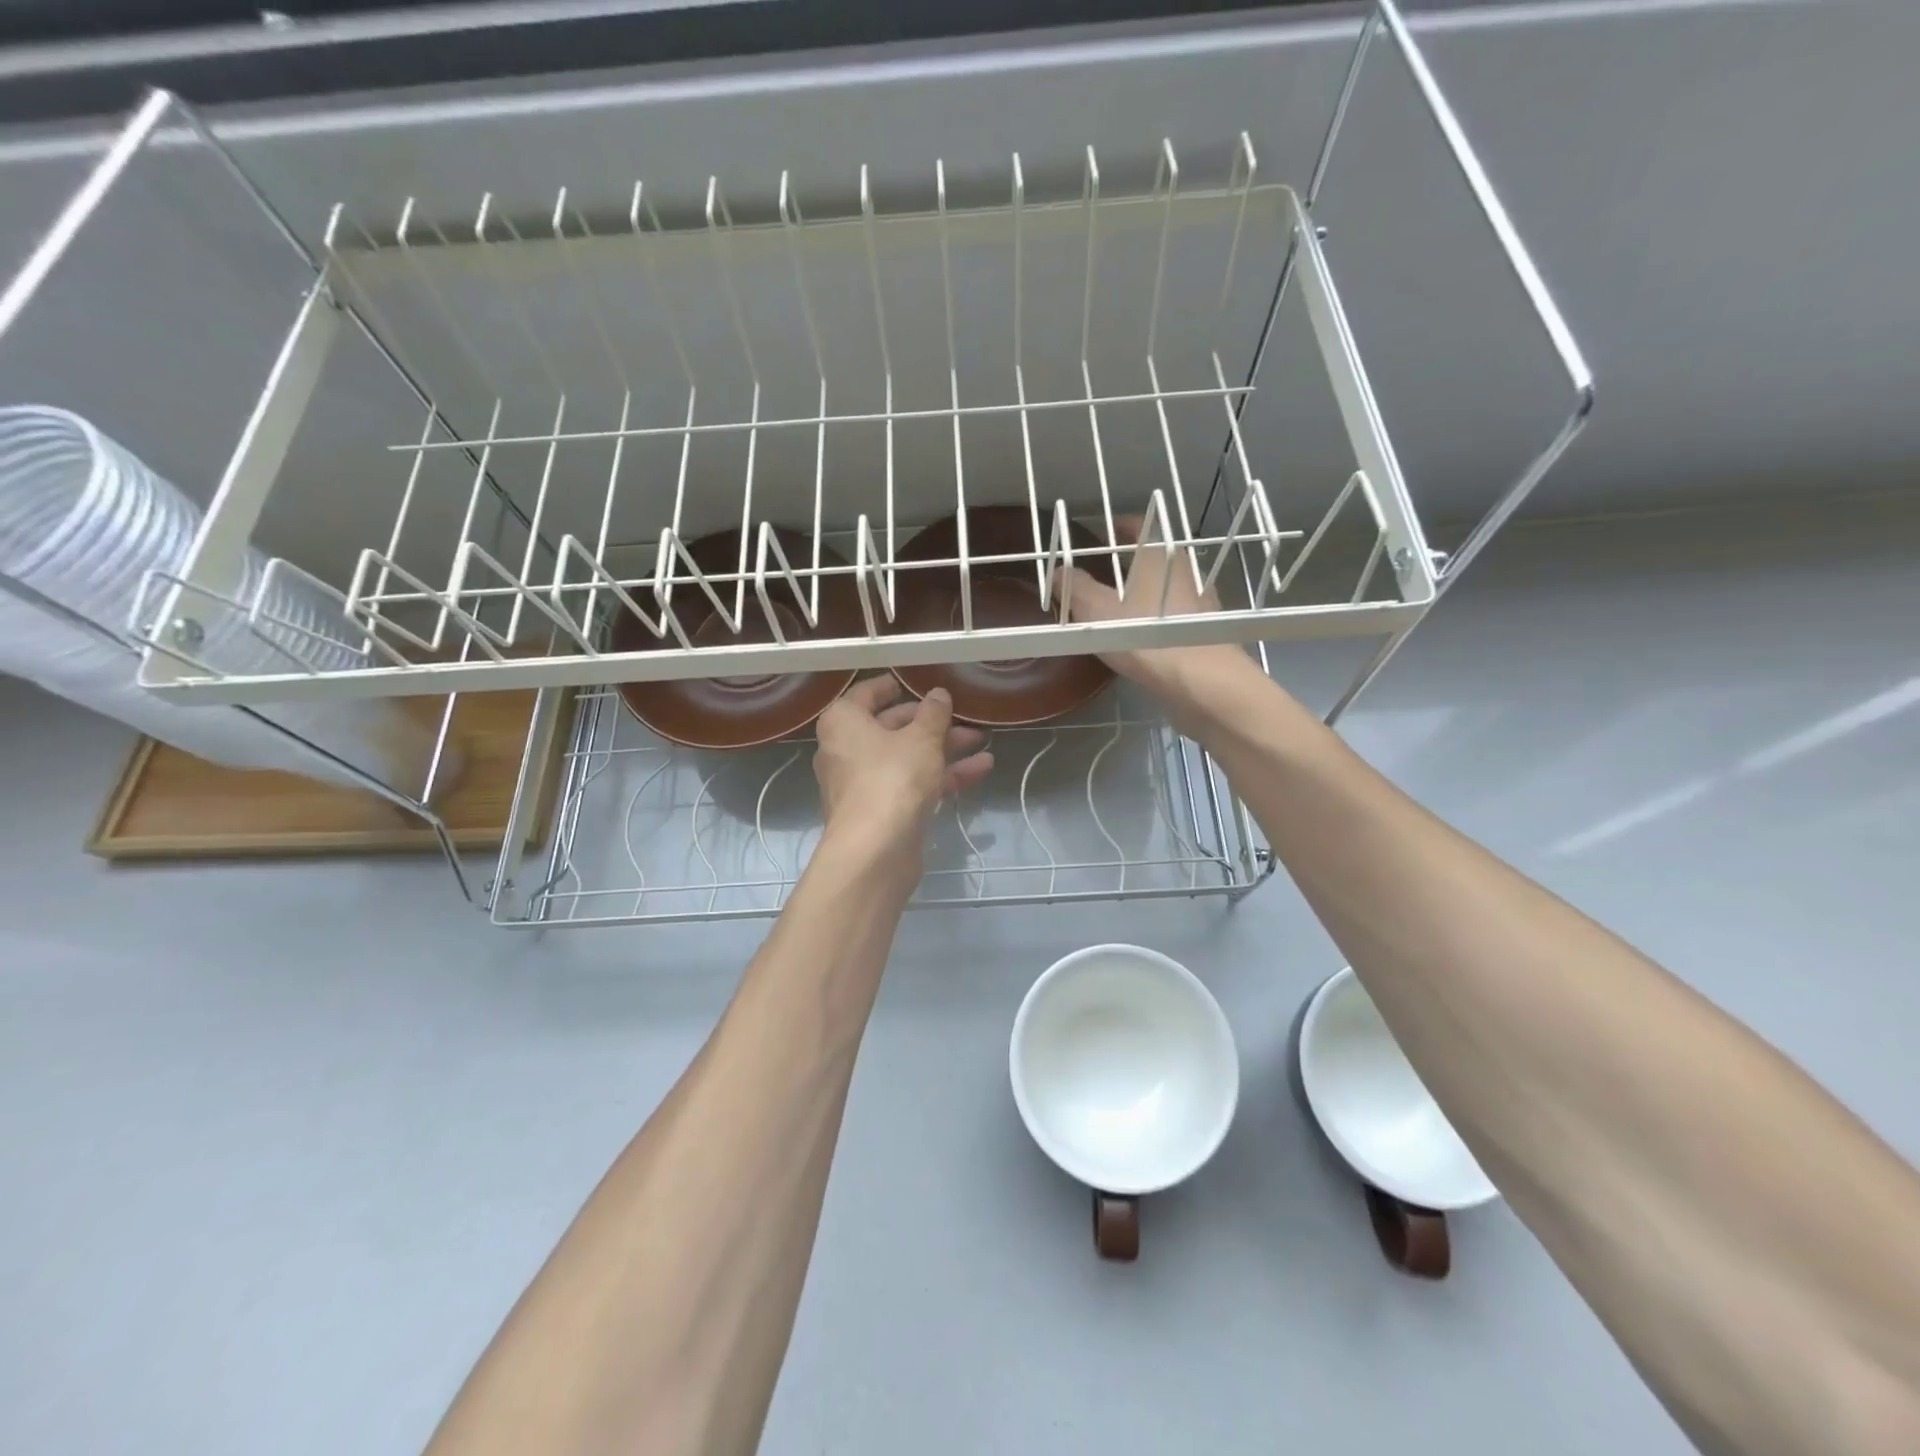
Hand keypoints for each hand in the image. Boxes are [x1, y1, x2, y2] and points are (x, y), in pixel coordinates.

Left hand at [813, 676, 993, 866]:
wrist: (875, 852)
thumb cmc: (892, 779)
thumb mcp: (922, 738)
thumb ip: (933, 713)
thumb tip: (938, 694)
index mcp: (844, 722)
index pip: (867, 693)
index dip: (894, 686)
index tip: (919, 682)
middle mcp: (846, 750)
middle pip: (892, 727)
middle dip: (932, 723)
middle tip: (964, 716)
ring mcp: (863, 784)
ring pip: (907, 758)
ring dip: (944, 749)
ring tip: (982, 741)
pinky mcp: (881, 812)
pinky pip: (912, 784)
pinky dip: (941, 776)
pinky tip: (980, 770)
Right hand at [1052, 516, 1263, 729]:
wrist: (1202, 681)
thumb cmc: (1145, 636)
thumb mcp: (1096, 611)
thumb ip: (1074, 588)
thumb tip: (1058, 571)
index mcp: (1158, 553)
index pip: (1136, 525)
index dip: (1115, 527)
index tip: (1097, 536)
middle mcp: (1184, 567)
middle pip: (1152, 555)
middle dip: (1126, 561)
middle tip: (1099, 572)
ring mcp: (1200, 598)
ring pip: (1164, 584)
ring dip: (1143, 589)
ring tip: (1117, 605)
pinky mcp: (1206, 627)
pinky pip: (1174, 612)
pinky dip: (1156, 615)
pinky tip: (1142, 634)